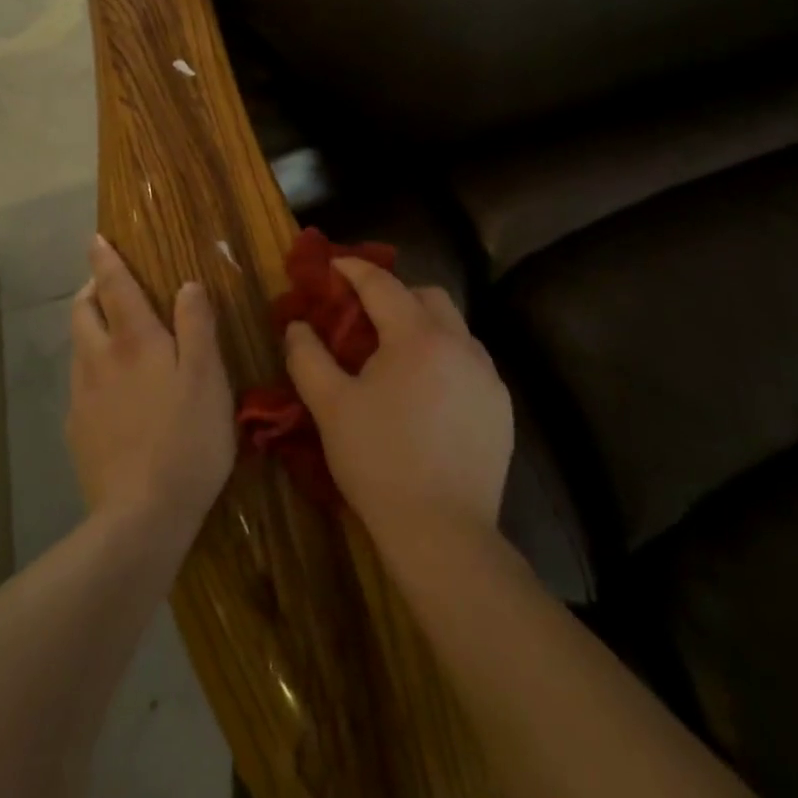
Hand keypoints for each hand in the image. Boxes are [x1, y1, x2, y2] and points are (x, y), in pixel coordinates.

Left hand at [67, 237, 235, 537]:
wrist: (141, 516)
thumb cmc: (187, 439)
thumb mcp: (208, 378)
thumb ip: (197, 326)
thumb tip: (187, 285)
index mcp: (134, 341)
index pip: (114, 287)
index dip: (105, 260)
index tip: (96, 239)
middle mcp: (99, 360)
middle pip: (82, 312)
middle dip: (89, 290)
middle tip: (105, 284)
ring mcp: (83, 397)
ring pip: (78, 347)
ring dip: (88, 327)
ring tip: (110, 331)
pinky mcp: (77, 431)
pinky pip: (80, 384)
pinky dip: (91, 368)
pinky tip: (112, 391)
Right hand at [283, 258, 512, 546]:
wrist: (442, 532)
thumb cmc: (379, 462)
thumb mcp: (330, 407)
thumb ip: (307, 357)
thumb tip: (297, 325)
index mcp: (418, 337)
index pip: (382, 285)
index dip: (354, 270)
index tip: (334, 264)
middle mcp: (460, 344)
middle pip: (428, 296)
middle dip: (396, 294)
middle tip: (365, 316)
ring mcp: (487, 376)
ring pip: (455, 328)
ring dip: (424, 326)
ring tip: (396, 356)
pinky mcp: (500, 406)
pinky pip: (471, 362)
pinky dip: (446, 358)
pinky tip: (427, 392)